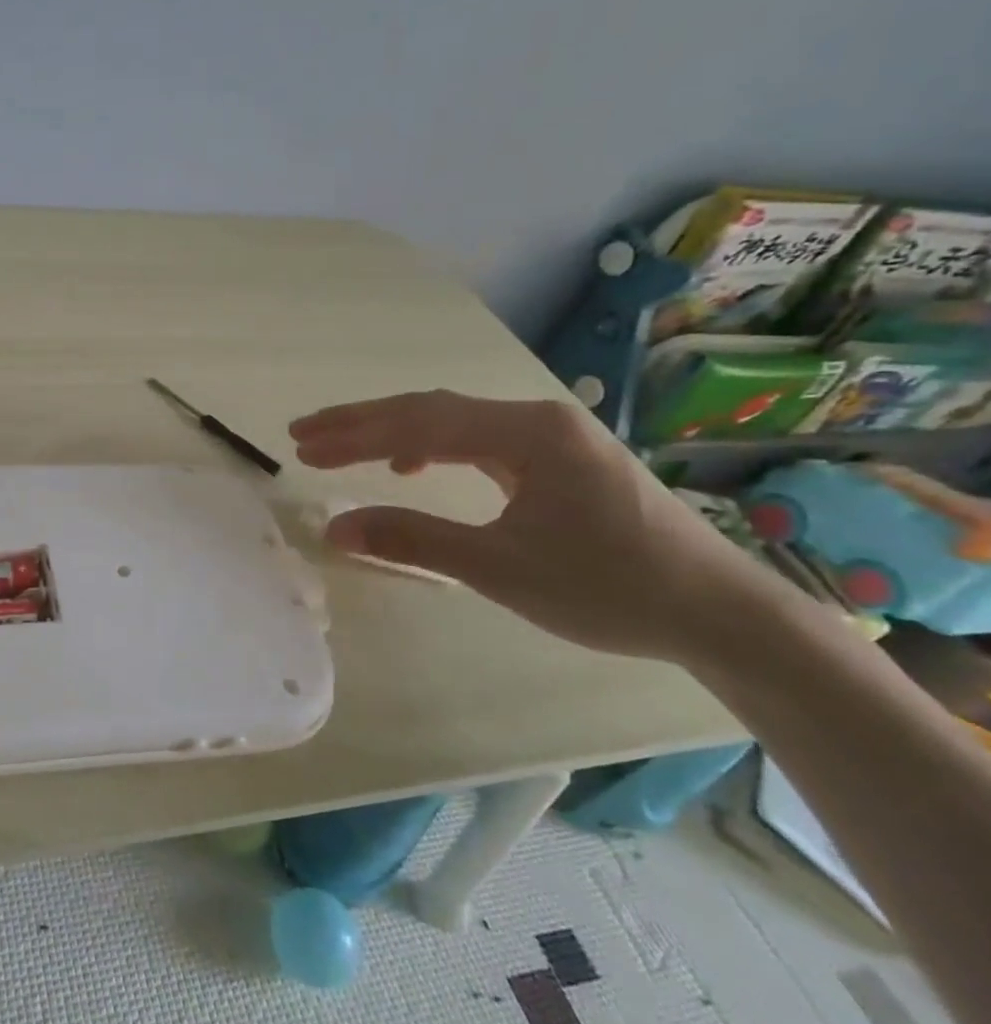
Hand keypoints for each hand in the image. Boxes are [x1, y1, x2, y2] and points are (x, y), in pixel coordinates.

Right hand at [288, 390, 796, 663]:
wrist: (720, 615)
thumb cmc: (609, 588)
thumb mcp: (500, 568)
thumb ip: (413, 540)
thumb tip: (334, 528)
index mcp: (526, 433)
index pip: (418, 423)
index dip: (354, 434)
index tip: (303, 447)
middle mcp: (536, 419)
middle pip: (428, 409)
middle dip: (362, 423)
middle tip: (304, 435)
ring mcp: (550, 436)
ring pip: (450, 421)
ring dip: (391, 433)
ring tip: (341, 448)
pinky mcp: (557, 458)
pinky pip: (475, 438)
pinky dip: (429, 447)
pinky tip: (412, 466)